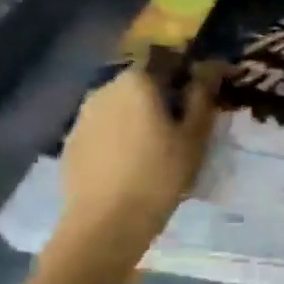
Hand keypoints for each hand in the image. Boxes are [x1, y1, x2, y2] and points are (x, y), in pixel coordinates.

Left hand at [57, 64, 221, 243]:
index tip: (204, 92)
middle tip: (183, 121)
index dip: (189, 72)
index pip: (168, 59)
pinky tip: (131, 160)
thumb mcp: (194, 136)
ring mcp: (83, 115)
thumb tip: (211, 66)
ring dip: (140, 114)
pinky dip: (120, 134)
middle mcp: (106, 88)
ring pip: (121, 104)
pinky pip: (104, 127)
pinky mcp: (72, 141)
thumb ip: (202, 95)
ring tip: (157, 144)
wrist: (104, 224)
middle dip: (163, 93)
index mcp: (138, 80)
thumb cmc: (159, 175)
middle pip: (142, 81)